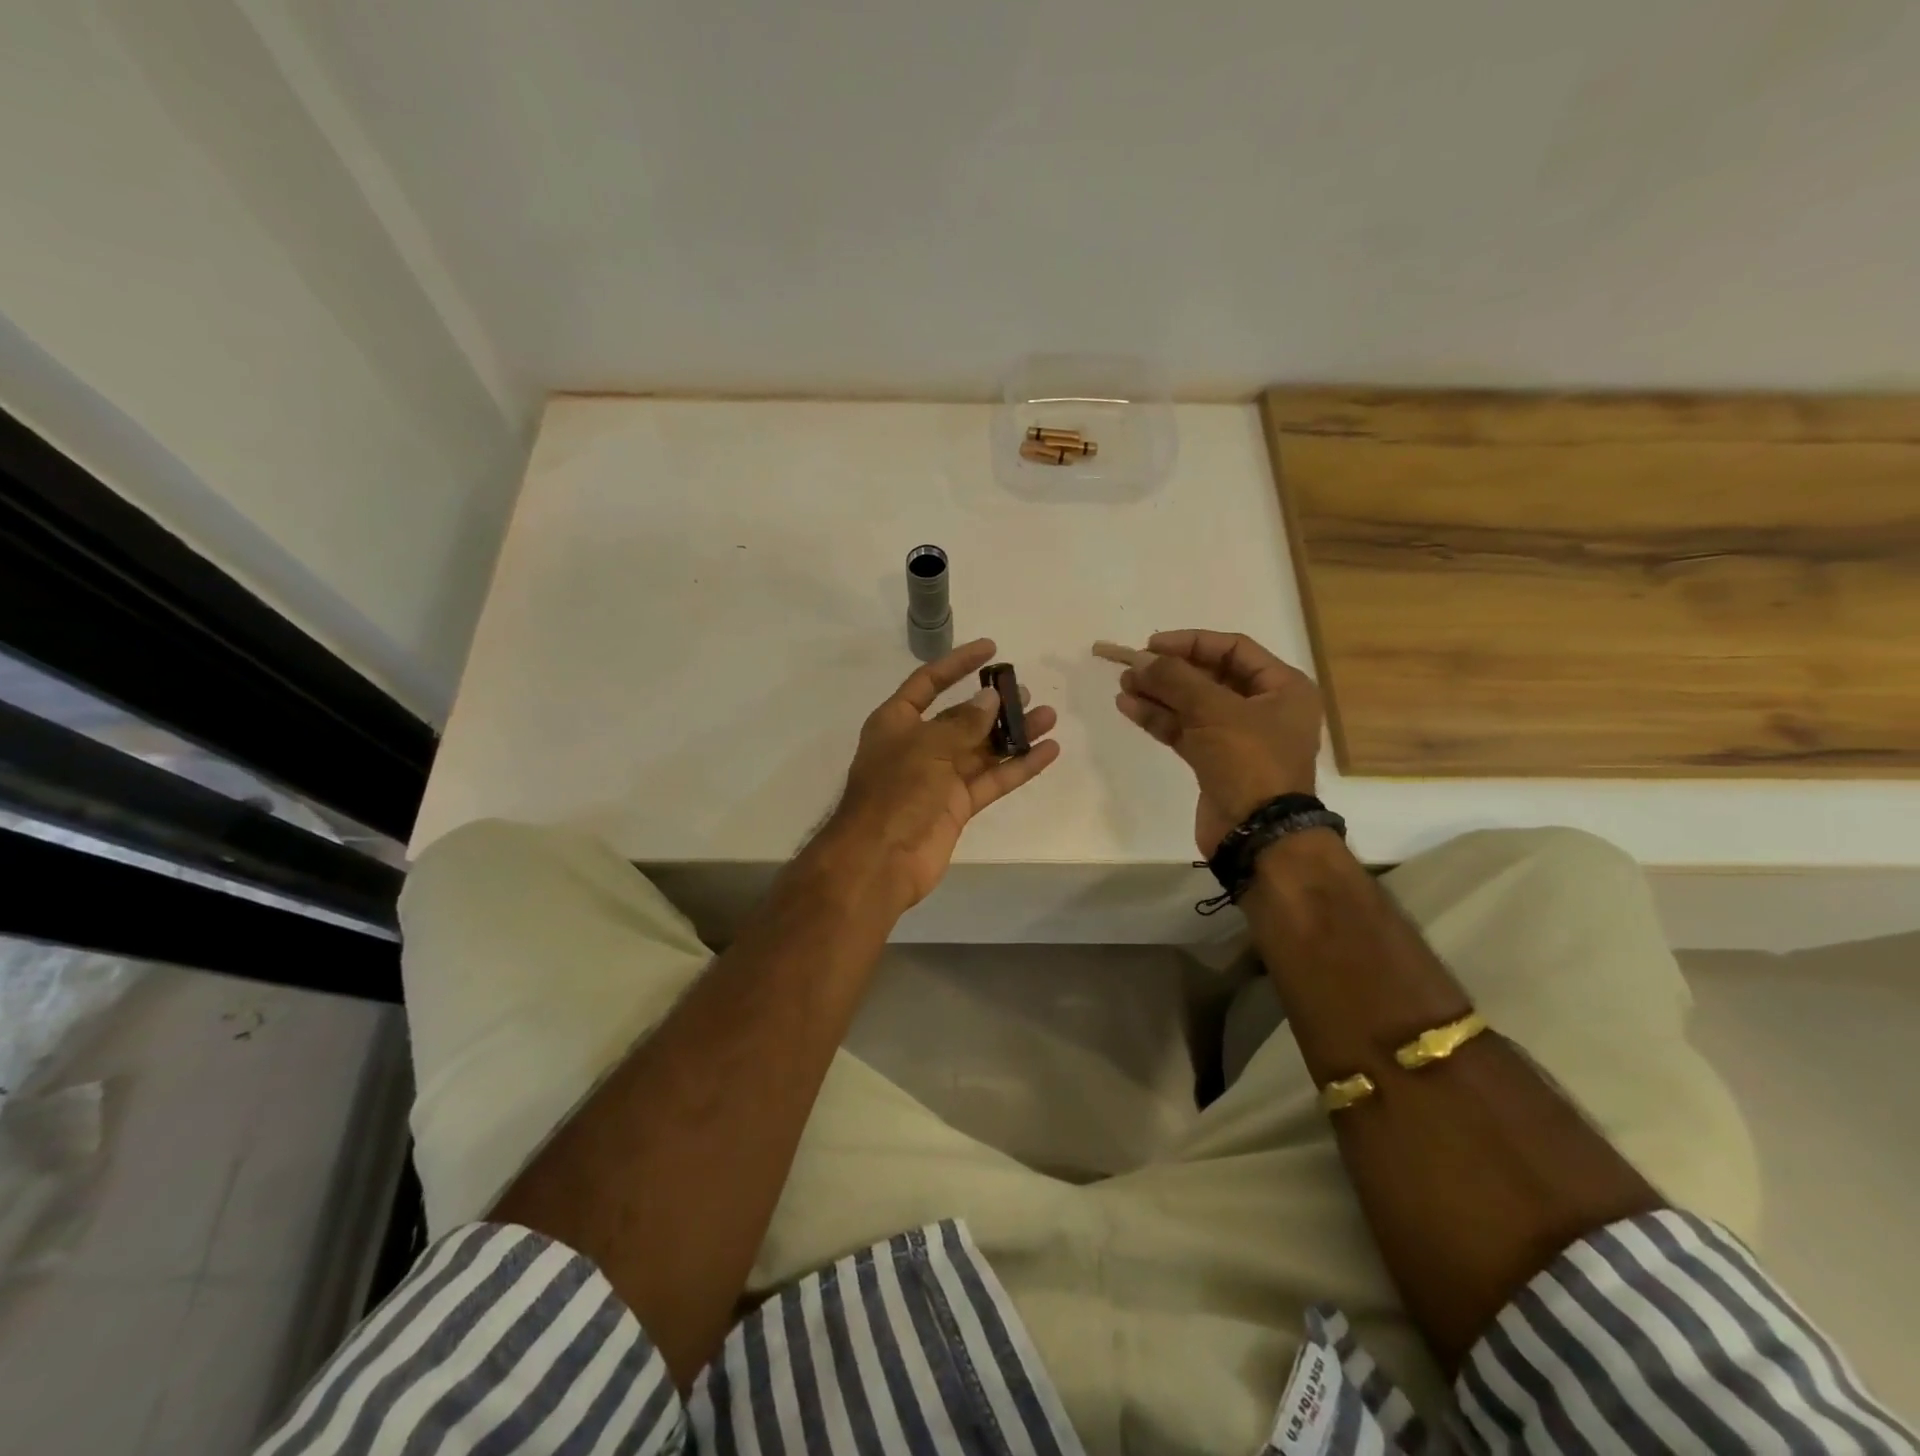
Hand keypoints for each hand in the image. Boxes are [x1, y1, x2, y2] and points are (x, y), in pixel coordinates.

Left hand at [826, 638, 1059, 911]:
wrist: (879, 861)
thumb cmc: (895, 792)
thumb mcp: (927, 747)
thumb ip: (963, 722)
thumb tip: (991, 698)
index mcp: (897, 722)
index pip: (928, 682)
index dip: (957, 664)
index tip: (991, 648)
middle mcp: (918, 745)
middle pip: (961, 717)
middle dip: (993, 704)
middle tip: (1026, 692)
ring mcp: (939, 777)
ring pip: (982, 749)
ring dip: (1013, 734)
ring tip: (1048, 717)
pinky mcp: (957, 806)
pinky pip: (992, 780)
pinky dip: (1018, 767)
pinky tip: (1048, 752)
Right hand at [1104, 629, 1321, 855]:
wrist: (1258, 834)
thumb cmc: (1250, 762)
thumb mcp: (1215, 711)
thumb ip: (1176, 679)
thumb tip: (1140, 659)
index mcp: (1282, 687)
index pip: (1233, 648)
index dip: (1191, 642)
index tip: (1152, 645)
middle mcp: (1263, 707)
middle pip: (1210, 676)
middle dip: (1169, 670)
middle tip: (1131, 666)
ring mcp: (1238, 737)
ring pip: (1192, 705)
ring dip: (1159, 693)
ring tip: (1123, 684)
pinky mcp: (1215, 761)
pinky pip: (1185, 730)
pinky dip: (1159, 718)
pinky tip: (1130, 707)